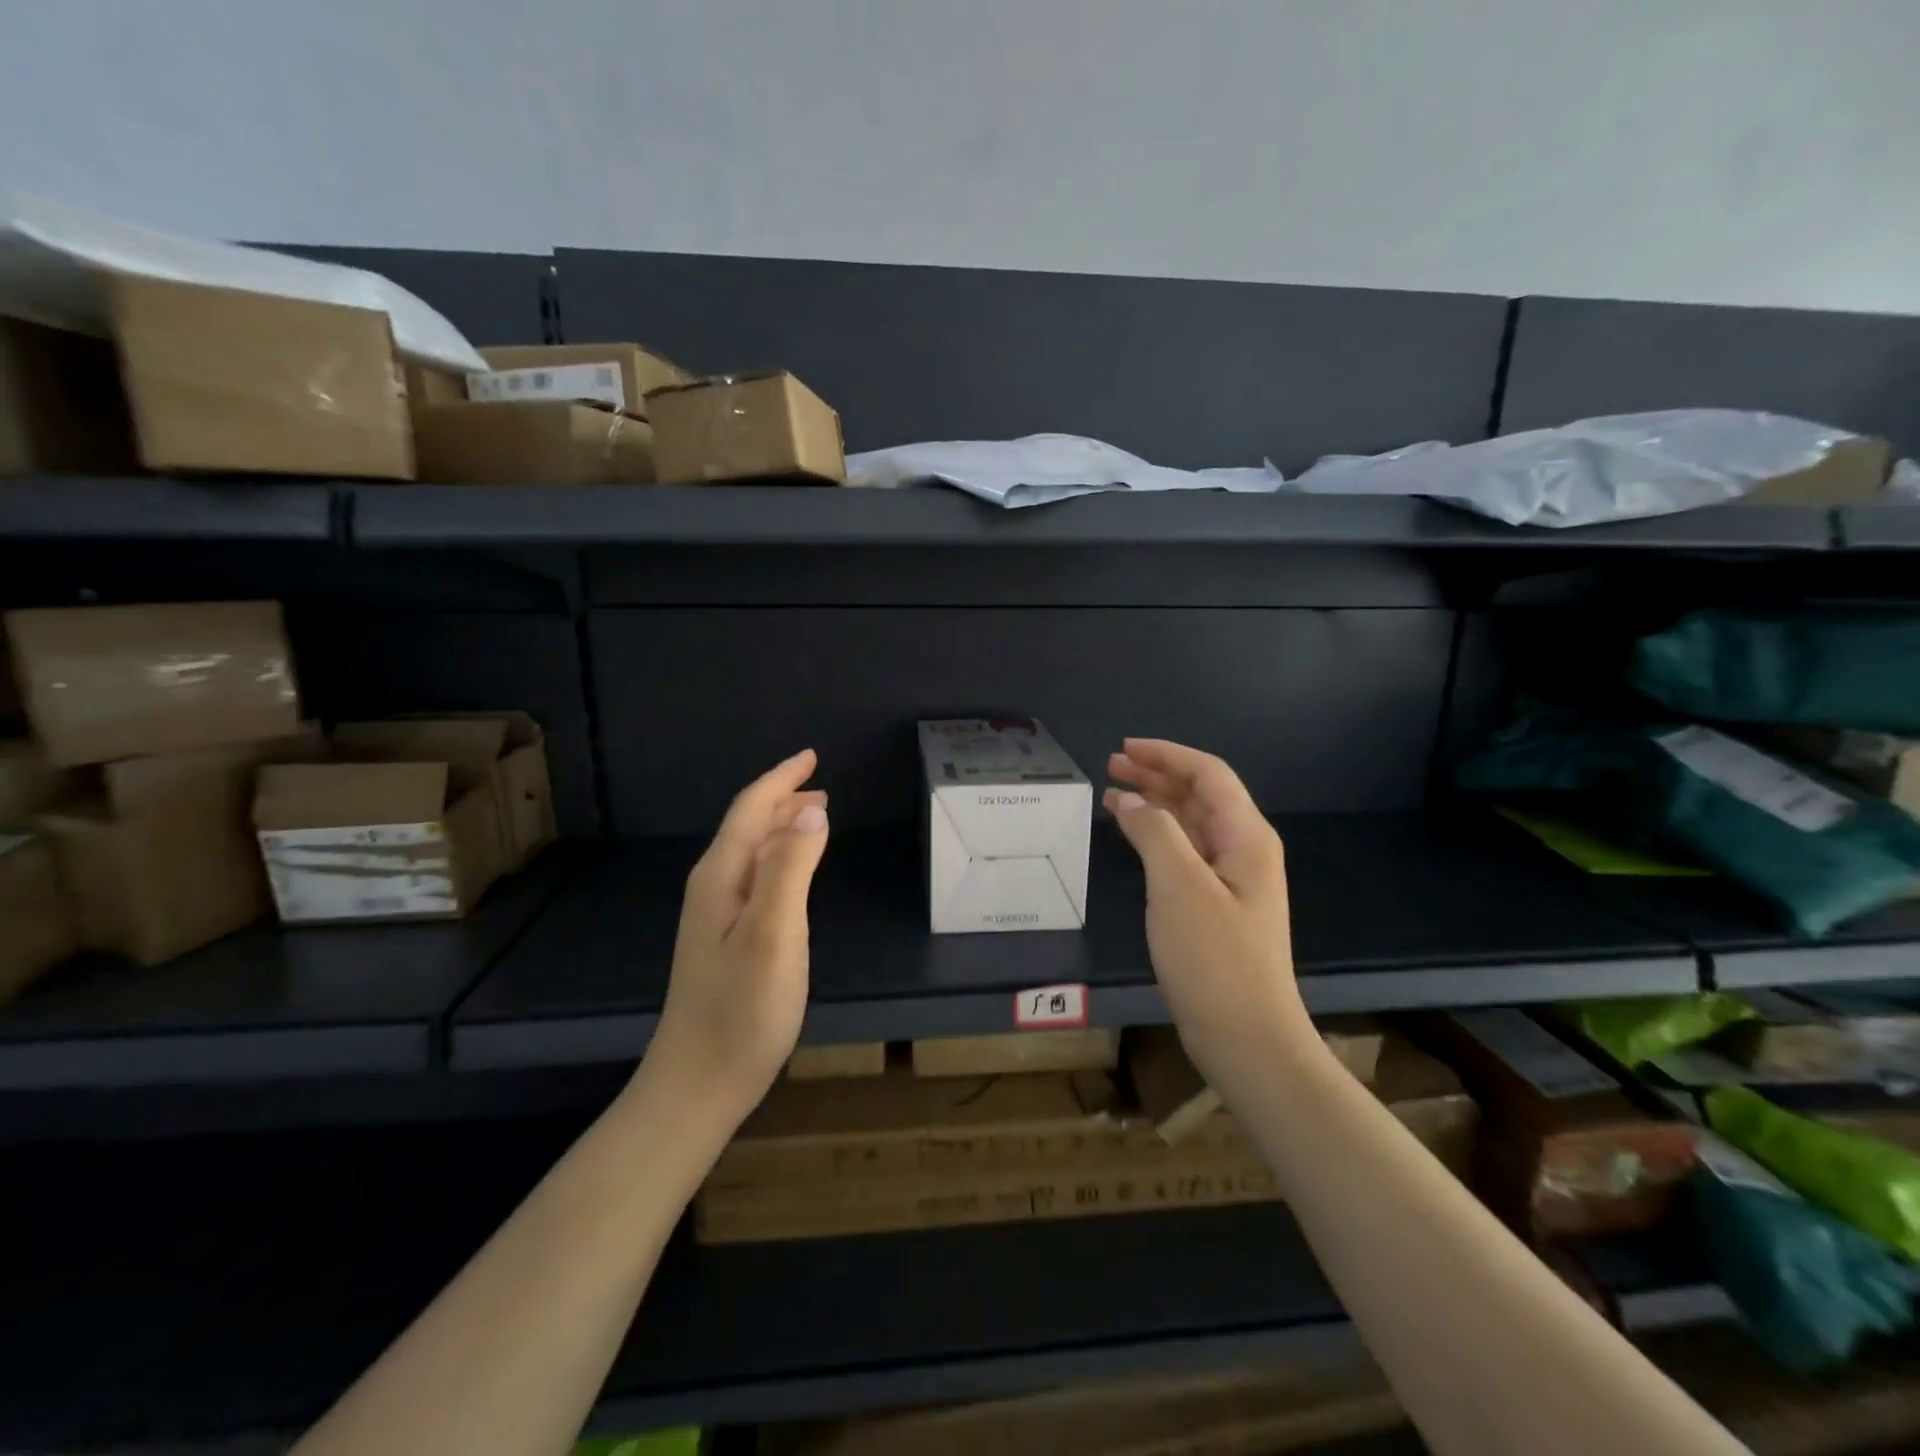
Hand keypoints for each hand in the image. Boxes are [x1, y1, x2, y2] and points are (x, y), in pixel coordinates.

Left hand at [643, 749, 829, 1130]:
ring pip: (751, 852)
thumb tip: (812, 811)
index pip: (751, 809)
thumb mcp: (774, 934)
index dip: (781, 779)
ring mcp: (715, 916)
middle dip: (782, 799)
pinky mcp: (725, 940)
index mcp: (721, 877)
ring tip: (814, 817)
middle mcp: (713, 887)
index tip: (811, 756)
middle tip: (821, 786)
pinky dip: (779, 859)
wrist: (698, 1084)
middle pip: (748, 826)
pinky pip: (755, 878)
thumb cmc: (741, 1010)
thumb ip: (791, 869)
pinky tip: (792, 872)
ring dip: (781, 827)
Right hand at [1105, 739, 1310, 1096]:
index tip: (1125, 747)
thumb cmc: (1214, 959)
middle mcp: (1243, 849)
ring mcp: (1231, 879)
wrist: (1246, 1037)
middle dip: (1157, 774)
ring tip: (1113, 793)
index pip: (1208, 775)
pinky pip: (1184, 852)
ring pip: (1191, 823)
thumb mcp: (1179, 887)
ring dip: (1155, 803)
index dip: (1167, 755)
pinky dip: (1156, 835)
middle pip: (1200, 795)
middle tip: (1112, 765)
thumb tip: (1135, 802)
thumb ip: (1156, 834)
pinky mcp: (1215, 904)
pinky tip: (1132, 835)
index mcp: (1246, 837)